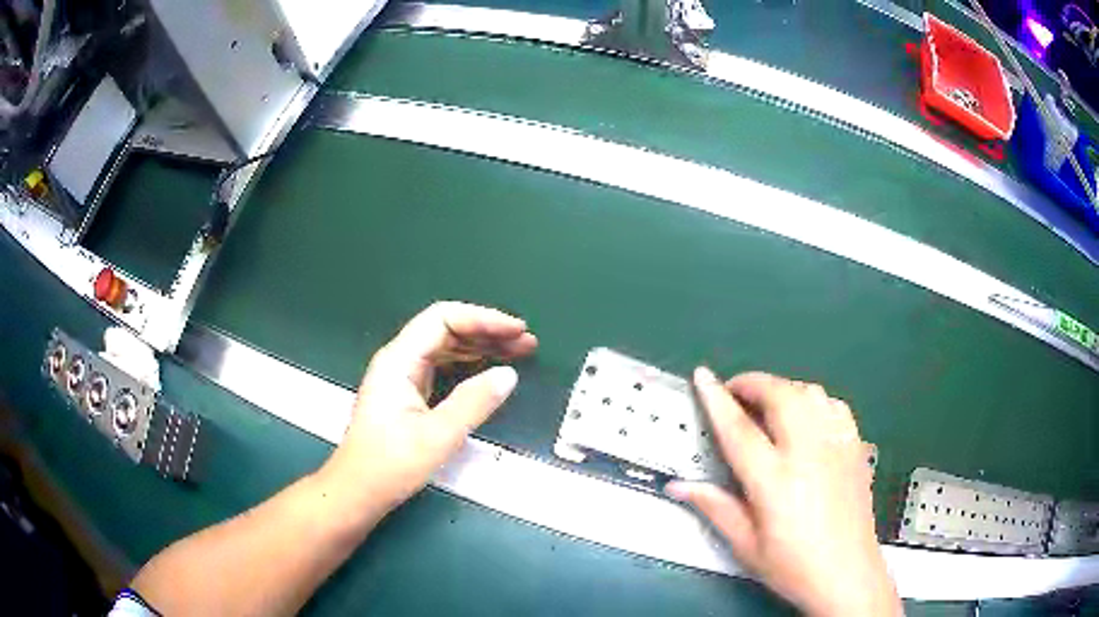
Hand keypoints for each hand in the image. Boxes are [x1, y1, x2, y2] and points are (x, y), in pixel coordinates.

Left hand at [319, 302, 537, 515]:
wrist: (357, 492)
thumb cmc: (390, 466)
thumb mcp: (438, 436)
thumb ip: (474, 402)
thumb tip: (508, 375)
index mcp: (399, 361)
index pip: (443, 320)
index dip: (483, 319)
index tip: (516, 330)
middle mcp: (398, 361)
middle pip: (446, 330)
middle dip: (487, 331)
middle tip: (526, 342)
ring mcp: (401, 378)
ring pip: (445, 348)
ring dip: (481, 347)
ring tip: (518, 352)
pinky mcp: (407, 394)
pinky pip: (443, 367)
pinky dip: (469, 365)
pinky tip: (489, 371)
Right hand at [667, 369, 900, 616]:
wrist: (847, 573)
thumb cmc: (792, 565)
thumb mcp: (746, 545)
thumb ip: (715, 507)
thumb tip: (678, 486)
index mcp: (775, 481)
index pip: (739, 429)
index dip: (716, 399)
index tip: (702, 375)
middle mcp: (808, 453)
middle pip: (779, 395)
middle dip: (752, 383)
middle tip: (735, 392)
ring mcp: (836, 445)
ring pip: (808, 393)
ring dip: (782, 388)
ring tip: (768, 404)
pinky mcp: (855, 446)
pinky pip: (833, 405)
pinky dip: (813, 400)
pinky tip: (806, 417)